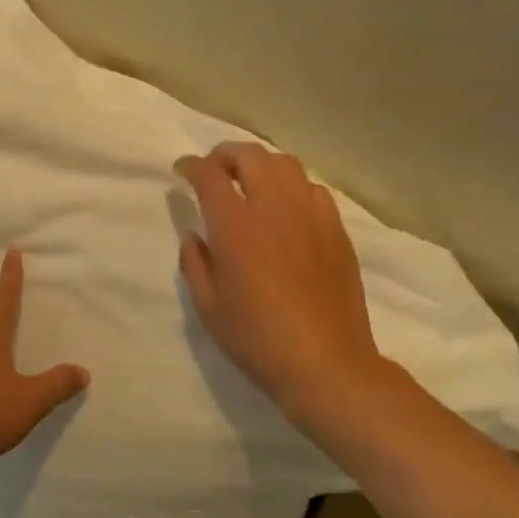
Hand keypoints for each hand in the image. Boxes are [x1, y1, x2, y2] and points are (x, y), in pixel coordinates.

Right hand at [174, 141, 387, 418]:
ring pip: (286, 164)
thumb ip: (195, 262)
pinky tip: (286, 208)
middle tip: (213, 170)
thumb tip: (195, 236)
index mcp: (236, 225)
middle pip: (250, 156)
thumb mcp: (208, 305)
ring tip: (249, 182)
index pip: (209, 175)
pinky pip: (313, 189)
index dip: (191, 166)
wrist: (325, 363)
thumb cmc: (256, 338)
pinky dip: (292, 186)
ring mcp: (311, 215)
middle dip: (225, 154)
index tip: (181, 171)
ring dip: (260, 164)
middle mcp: (275, 208)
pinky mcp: (336, 230)